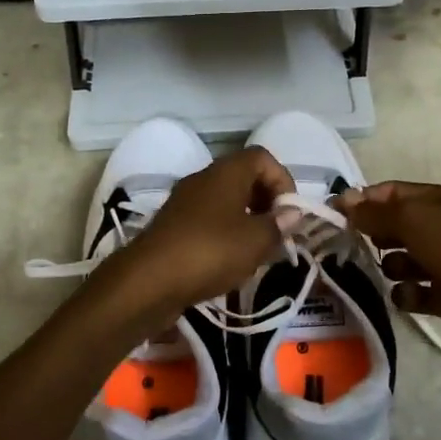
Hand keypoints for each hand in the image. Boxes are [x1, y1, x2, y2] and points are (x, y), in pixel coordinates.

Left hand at [96, 147, 294, 318]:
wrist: (148, 281)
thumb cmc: (209, 252)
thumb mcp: (255, 241)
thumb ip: (278, 225)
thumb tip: (292, 213)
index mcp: (226, 172)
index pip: (262, 158)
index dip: (283, 180)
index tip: (289, 213)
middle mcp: (203, 179)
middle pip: (244, 177)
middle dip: (266, 202)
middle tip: (277, 232)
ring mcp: (185, 202)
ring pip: (226, 201)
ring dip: (247, 221)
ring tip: (258, 251)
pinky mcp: (174, 226)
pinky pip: (209, 220)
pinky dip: (225, 234)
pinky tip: (230, 262)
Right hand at [339, 181, 440, 369]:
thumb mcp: (414, 219)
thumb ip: (375, 212)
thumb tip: (342, 201)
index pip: (395, 193)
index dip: (365, 200)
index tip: (334, 214)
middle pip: (399, 226)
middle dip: (376, 234)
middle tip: (350, 244)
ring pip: (404, 261)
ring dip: (392, 266)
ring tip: (392, 272)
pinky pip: (415, 293)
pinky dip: (408, 295)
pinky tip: (408, 296)